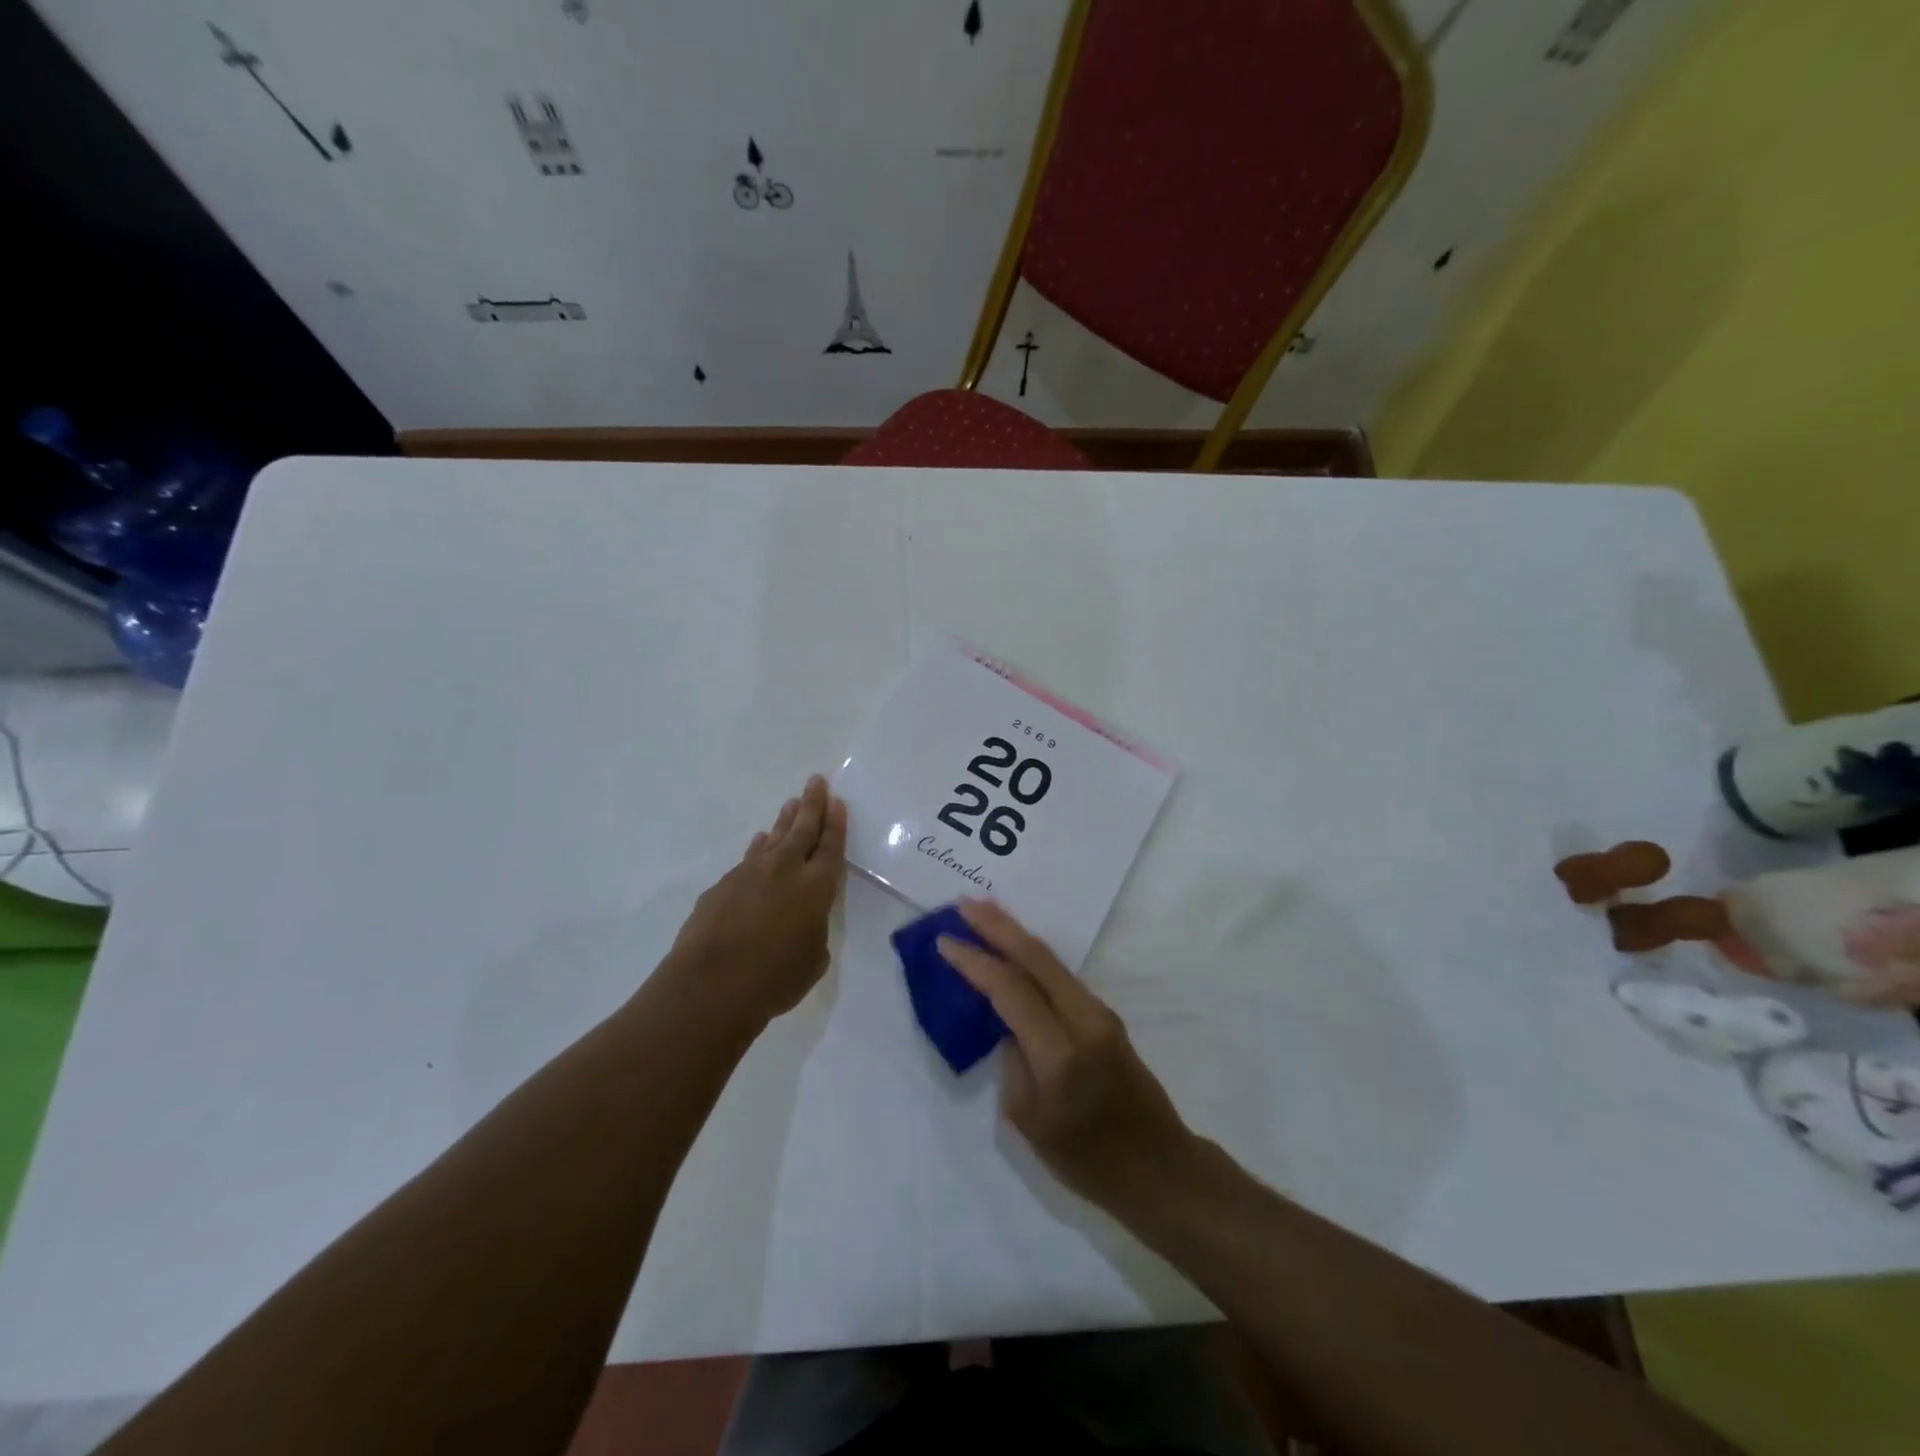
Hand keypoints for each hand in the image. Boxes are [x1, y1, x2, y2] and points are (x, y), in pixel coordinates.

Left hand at [669, 775, 846, 1024]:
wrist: (711, 985)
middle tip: (816, 781)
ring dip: (784, 821)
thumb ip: (813, 931)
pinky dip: (758, 848)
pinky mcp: (722, 886)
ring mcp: (749, 873)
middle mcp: (784, 870)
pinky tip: (759, 843)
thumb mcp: (813, 959)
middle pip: (802, 829)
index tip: (837, 801)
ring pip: (772, 839)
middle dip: (812, 804)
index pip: (830, 846)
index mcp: (816, 887)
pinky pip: (748, 859)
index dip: (836, 823)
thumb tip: (801, 921)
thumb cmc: (775, 979)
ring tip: (791, 804)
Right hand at [937, 900, 1196, 1211]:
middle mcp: (1083, 1020)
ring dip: (1016, 934)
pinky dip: (1032, 957)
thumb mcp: (1029, 1121)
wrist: (1159, 1167)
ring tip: (984, 915)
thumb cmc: (1087, 1160)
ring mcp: (1099, 1013)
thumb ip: (1012, 1062)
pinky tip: (1014, 950)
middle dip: (997, 926)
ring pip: (1051, 961)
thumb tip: (1006, 1024)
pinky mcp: (1105, 1016)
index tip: (944, 941)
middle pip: (1035, 957)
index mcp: (1059, 1053)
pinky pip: (1061, 976)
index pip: (1010, 990)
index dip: (974, 962)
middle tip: (964, 904)